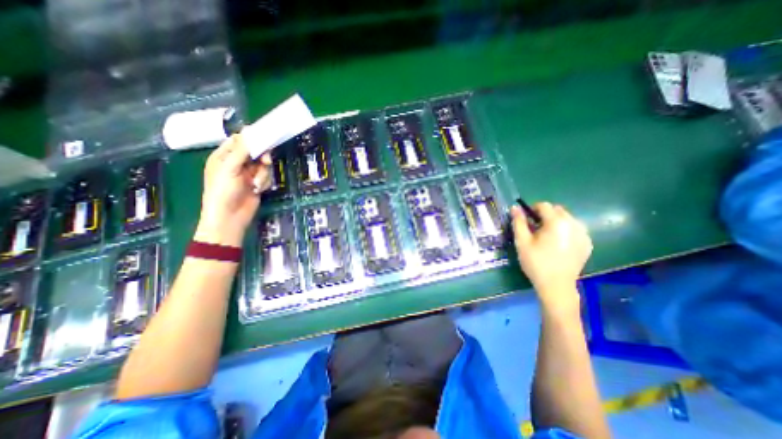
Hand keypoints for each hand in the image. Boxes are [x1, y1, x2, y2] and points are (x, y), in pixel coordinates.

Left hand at [194, 135, 272, 245]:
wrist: (231, 216)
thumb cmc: (223, 190)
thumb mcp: (230, 168)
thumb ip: (241, 150)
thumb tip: (248, 131)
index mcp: (223, 157)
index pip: (238, 141)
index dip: (250, 139)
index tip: (264, 137)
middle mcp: (236, 164)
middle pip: (254, 153)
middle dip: (261, 158)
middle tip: (265, 161)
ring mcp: (247, 174)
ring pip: (263, 166)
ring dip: (262, 174)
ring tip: (255, 184)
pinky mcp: (256, 183)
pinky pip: (266, 177)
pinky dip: (263, 182)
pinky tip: (257, 189)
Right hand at [508, 203, 592, 307]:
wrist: (556, 286)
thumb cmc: (536, 262)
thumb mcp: (522, 242)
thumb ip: (519, 222)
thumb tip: (515, 207)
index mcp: (557, 222)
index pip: (544, 205)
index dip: (532, 210)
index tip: (526, 221)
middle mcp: (574, 224)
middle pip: (557, 210)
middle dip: (545, 215)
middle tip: (535, 230)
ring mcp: (583, 234)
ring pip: (567, 218)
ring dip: (555, 222)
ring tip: (547, 237)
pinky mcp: (587, 243)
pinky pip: (575, 228)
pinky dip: (565, 230)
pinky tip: (558, 244)